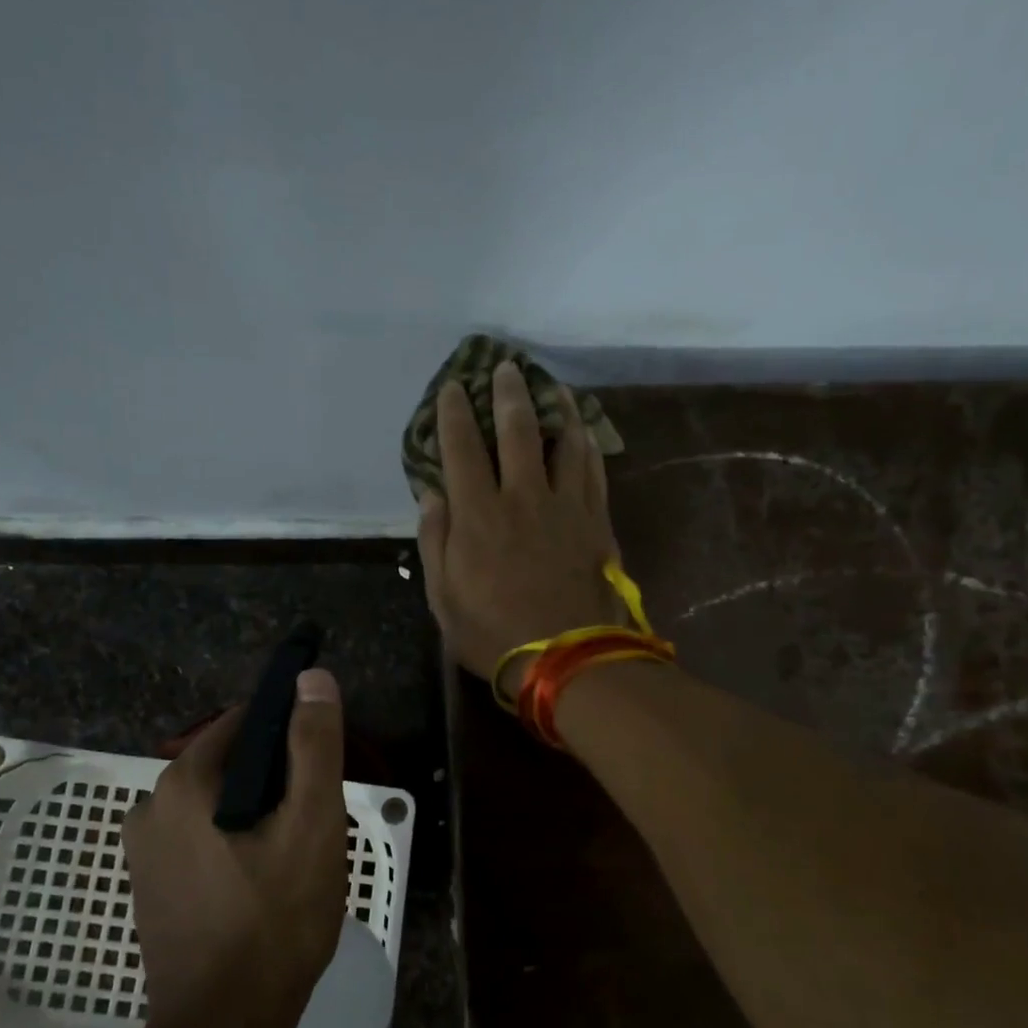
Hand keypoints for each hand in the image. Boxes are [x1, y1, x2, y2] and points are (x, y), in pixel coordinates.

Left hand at [124, 670, 347, 1027]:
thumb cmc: (274, 920)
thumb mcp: (312, 824)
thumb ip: (314, 745)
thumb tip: (312, 677)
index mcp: (183, 782)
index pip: (245, 723)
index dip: (292, 734)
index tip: (322, 768)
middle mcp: (151, 807)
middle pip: (232, 765)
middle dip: (278, 781)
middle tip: (316, 822)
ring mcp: (145, 853)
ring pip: (220, 805)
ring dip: (259, 815)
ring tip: (297, 856)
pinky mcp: (152, 888)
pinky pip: (203, 840)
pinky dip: (236, 843)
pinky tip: (265, 883)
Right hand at [418, 361, 622, 694]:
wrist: (569, 661)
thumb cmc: (494, 635)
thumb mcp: (444, 599)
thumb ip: (435, 541)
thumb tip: (432, 494)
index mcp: (478, 516)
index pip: (462, 449)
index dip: (454, 414)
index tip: (452, 388)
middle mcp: (522, 498)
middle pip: (517, 431)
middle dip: (508, 393)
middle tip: (506, 366)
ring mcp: (565, 506)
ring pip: (564, 441)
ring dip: (556, 407)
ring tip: (552, 385)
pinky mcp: (596, 521)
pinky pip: (593, 470)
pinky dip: (587, 443)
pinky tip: (584, 429)